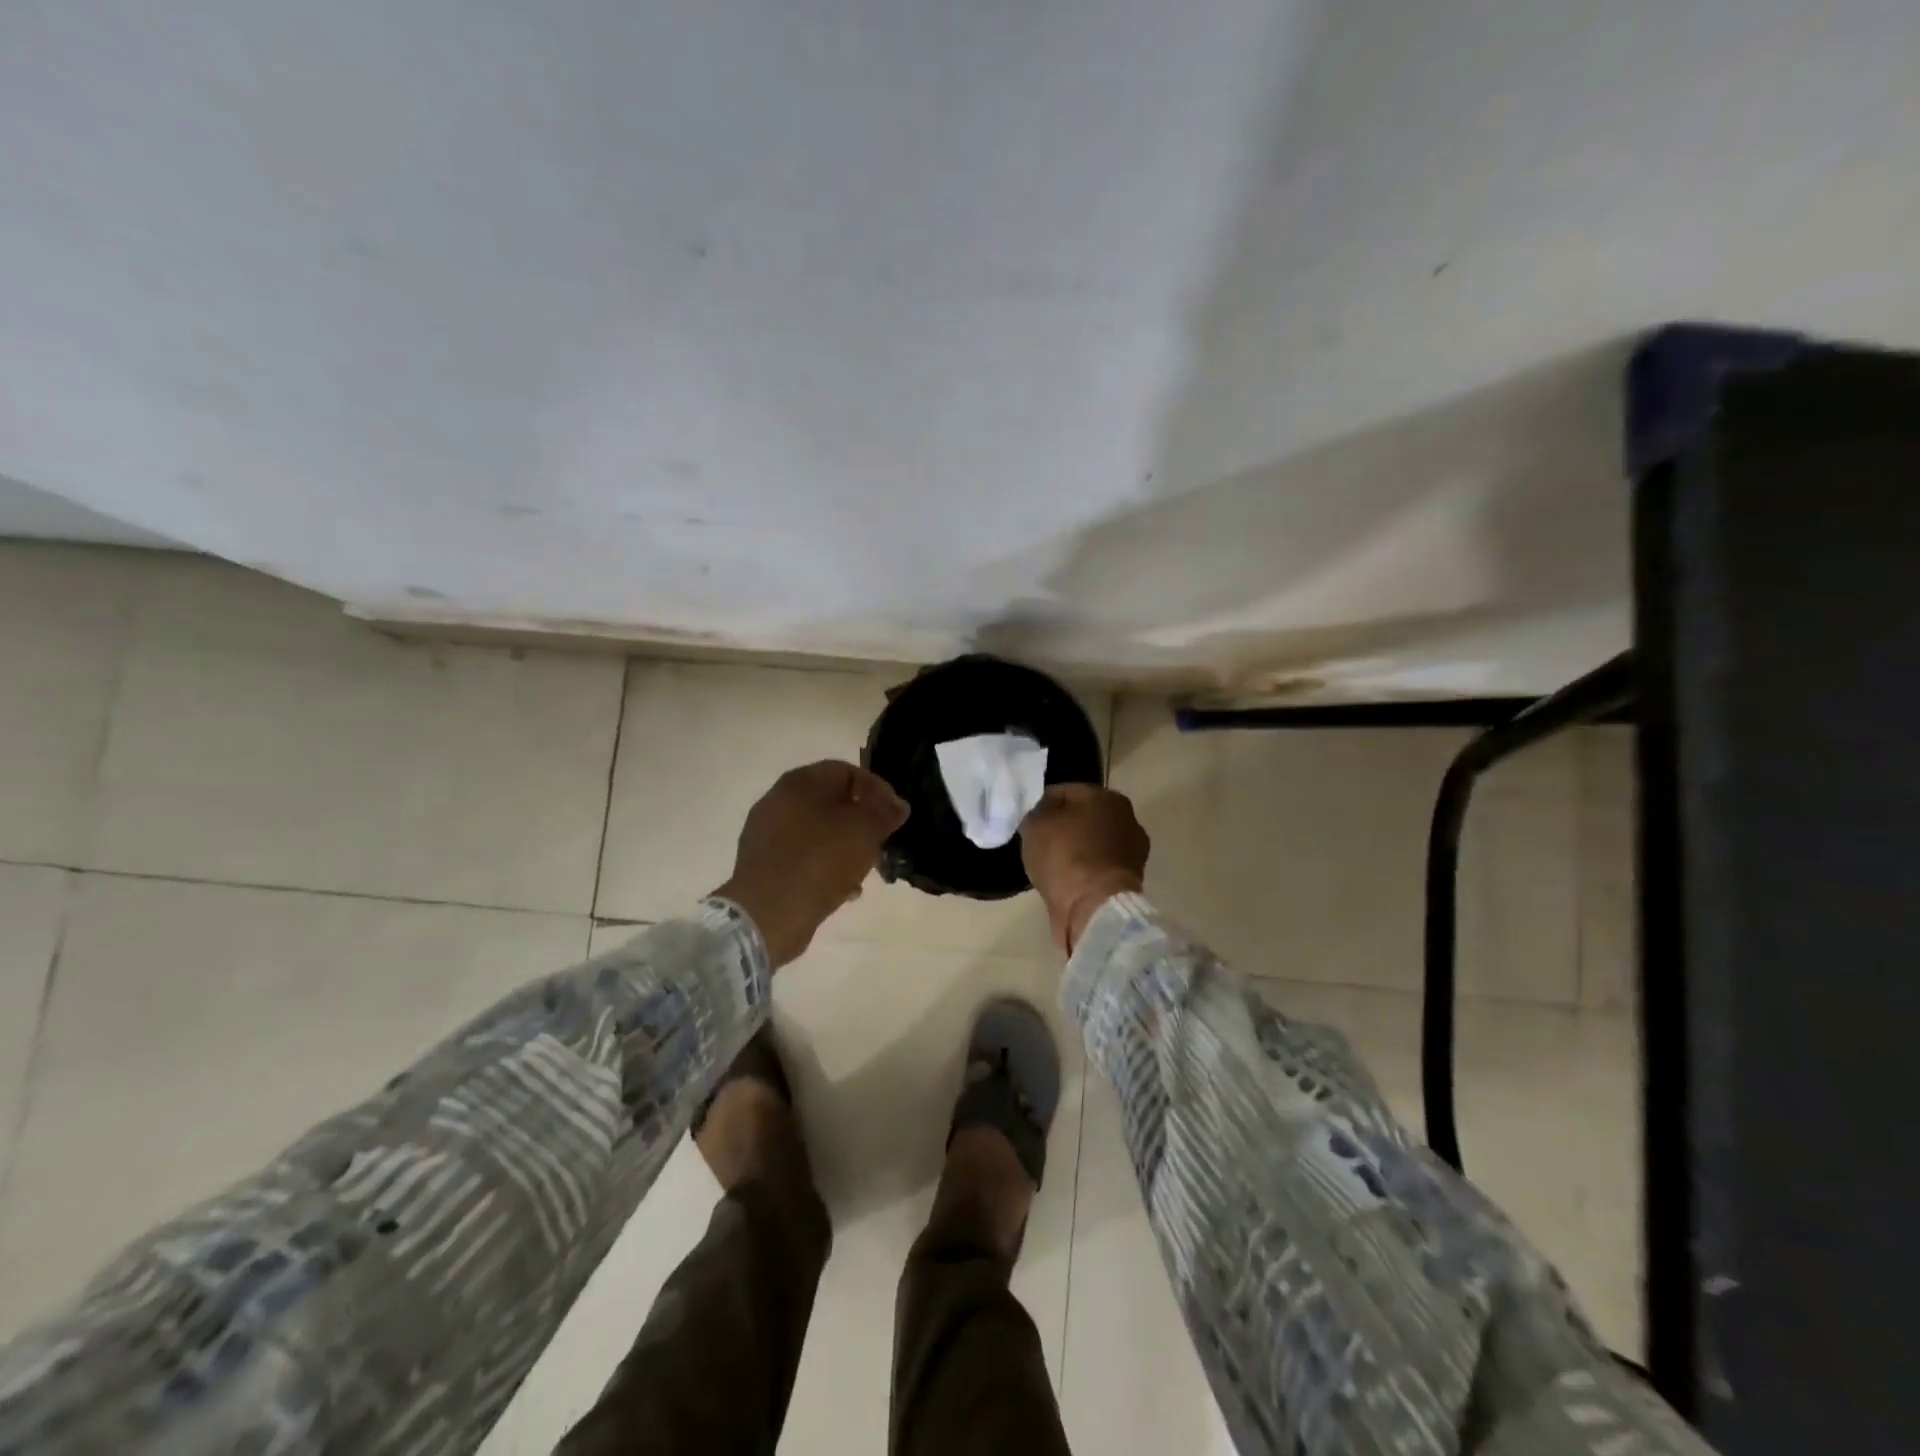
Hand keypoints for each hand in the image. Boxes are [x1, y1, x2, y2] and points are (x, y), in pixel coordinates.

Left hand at [714, 761, 909, 968]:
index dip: (878, 790)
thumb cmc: (820, 861)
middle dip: (862, 822)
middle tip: (881, 844)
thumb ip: (885, 813)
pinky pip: (803, 856)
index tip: (895, 816)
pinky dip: (825, 866)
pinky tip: (843, 889)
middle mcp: (779, 800)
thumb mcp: (864, 832)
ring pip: (819, 831)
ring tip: (865, 870)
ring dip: (846, 847)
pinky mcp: (764, 863)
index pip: (847, 772)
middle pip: (832, 802)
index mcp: (801, 782)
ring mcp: (768, 833)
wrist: (768, 913)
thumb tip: (898, 804)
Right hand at [1019, 784, 1149, 953]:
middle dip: (1064, 827)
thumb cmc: (1065, 856)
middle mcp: (1127, 818)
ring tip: (1052, 864)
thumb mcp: (1035, 825)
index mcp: (1106, 796)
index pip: (1066, 792)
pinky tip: (1068, 881)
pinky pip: (1099, 867)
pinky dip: (1085, 871)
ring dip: (1076, 850)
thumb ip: (1037, 813)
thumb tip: (1044, 814)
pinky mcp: (1131, 880)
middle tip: (1040, 842)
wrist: (1095, 907)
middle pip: (1084, 817)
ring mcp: (1133, 851)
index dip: (1043, 805)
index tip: (1029, 822)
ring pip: (1093, 843)